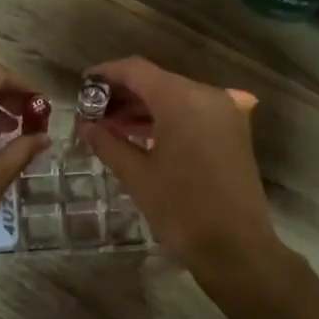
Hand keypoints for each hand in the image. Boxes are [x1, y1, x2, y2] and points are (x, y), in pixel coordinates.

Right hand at [75, 57, 286, 282]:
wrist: (236, 248)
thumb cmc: (181, 210)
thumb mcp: (137, 175)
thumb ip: (108, 142)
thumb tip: (86, 125)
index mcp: (182, 100)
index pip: (136, 70)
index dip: (106, 74)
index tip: (82, 86)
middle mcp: (207, 96)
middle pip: (157, 80)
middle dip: (124, 94)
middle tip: (93, 113)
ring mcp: (225, 112)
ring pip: (175, 96)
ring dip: (144, 107)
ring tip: (112, 127)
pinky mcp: (233, 130)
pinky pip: (193, 112)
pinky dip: (167, 118)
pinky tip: (143, 136)